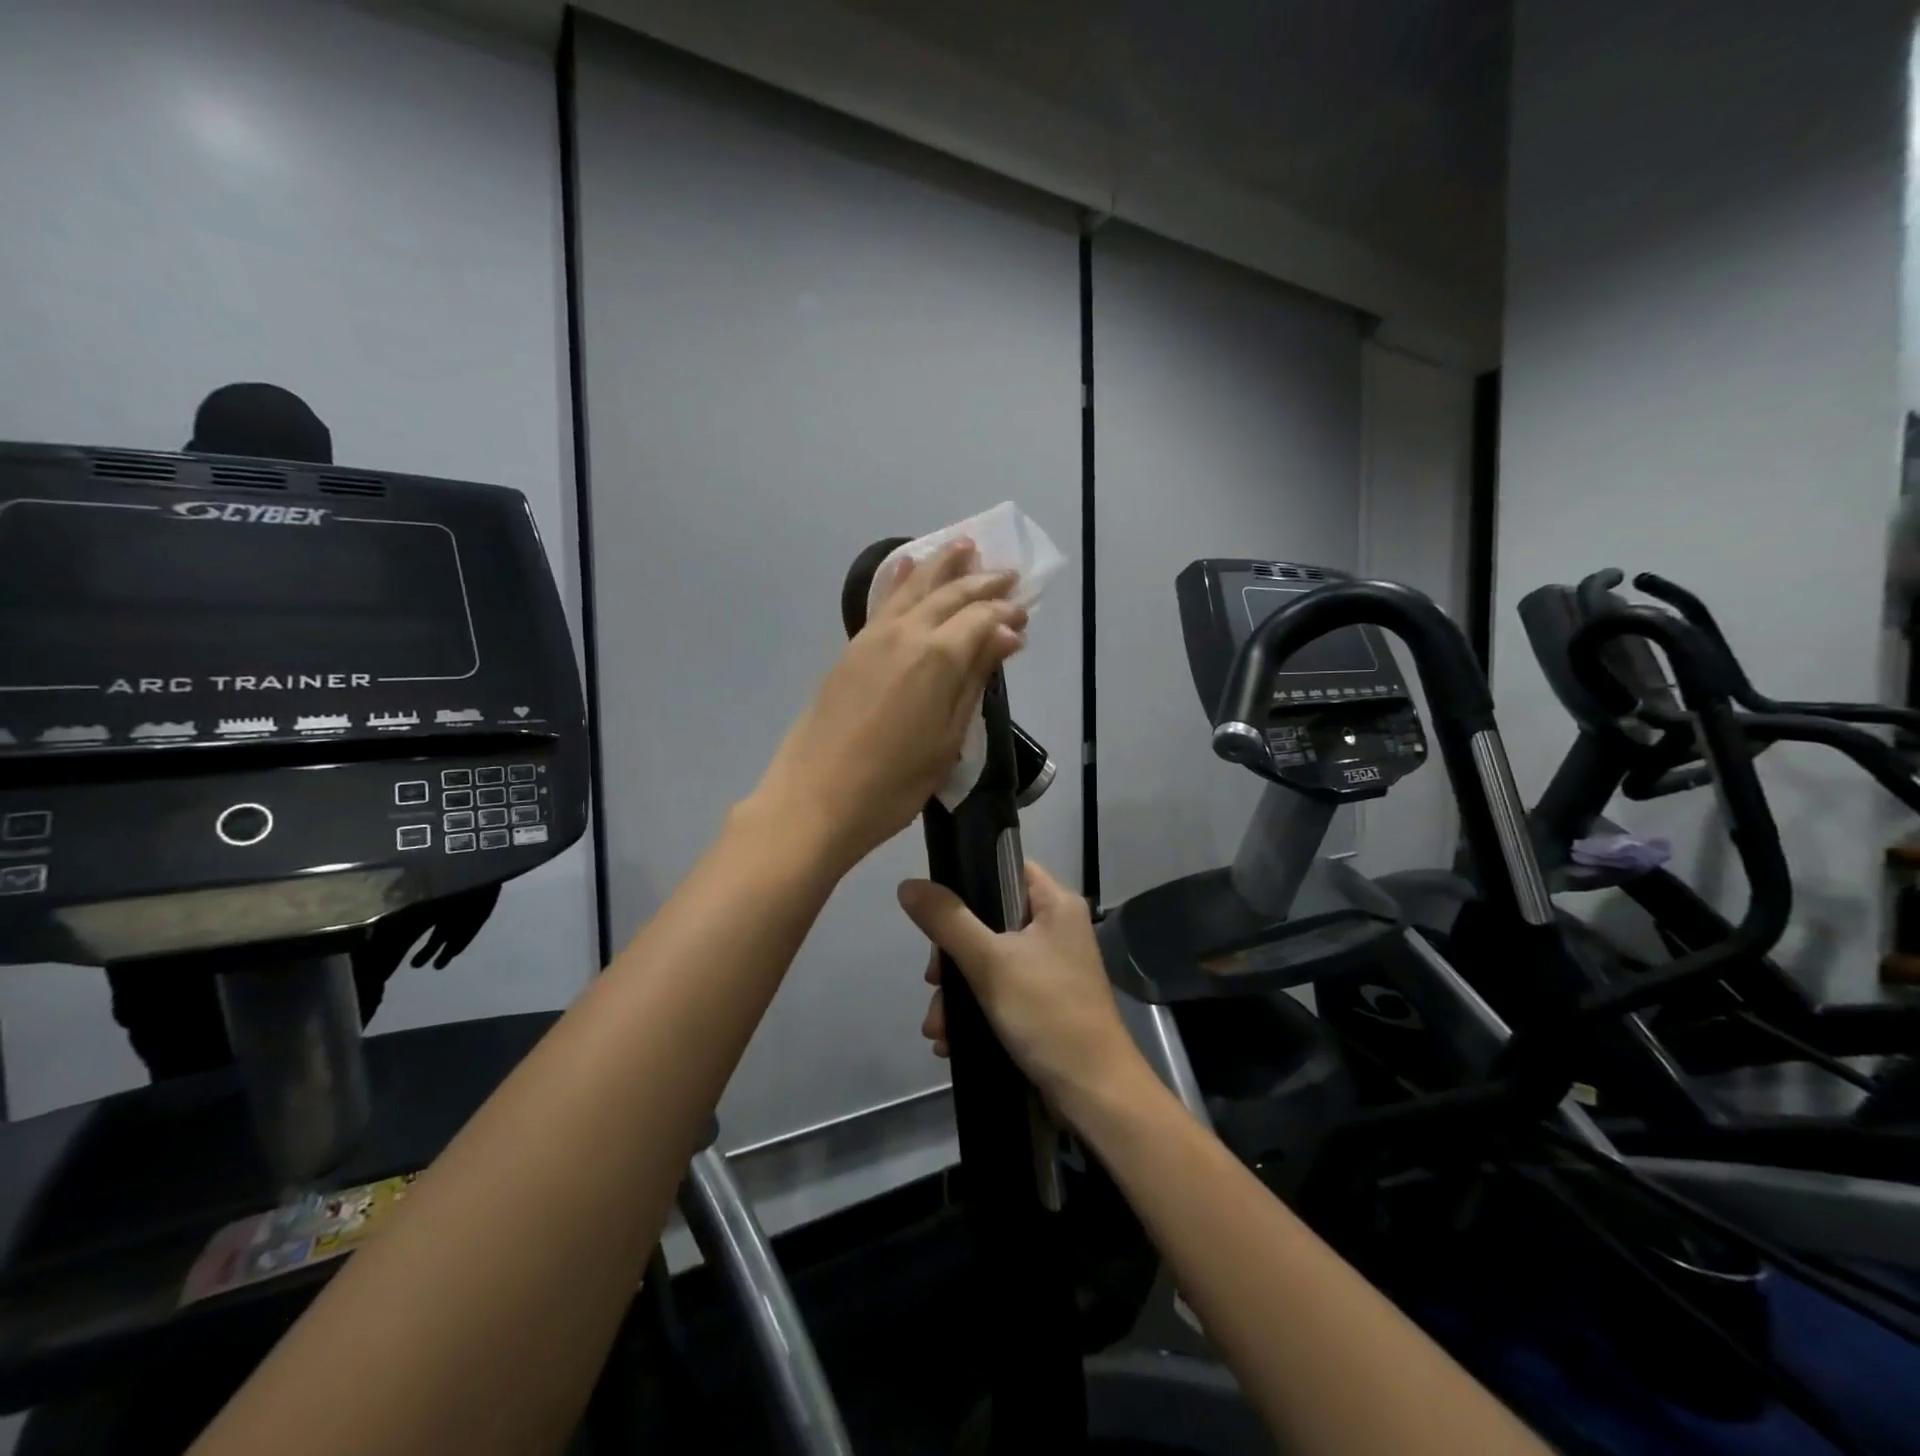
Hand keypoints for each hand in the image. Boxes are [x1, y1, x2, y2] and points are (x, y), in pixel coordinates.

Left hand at [752, 540, 1027, 870]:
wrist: (815, 799)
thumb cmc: (894, 783)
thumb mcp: (948, 738)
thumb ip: (975, 680)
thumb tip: (1007, 635)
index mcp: (938, 657)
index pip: (981, 618)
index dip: (1006, 612)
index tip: (1025, 612)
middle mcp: (907, 632)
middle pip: (950, 594)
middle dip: (982, 581)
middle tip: (1007, 573)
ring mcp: (873, 637)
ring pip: (913, 587)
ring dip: (941, 564)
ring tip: (963, 545)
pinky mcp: (851, 649)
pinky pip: (883, 601)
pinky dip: (900, 578)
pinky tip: (907, 564)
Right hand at [899, 860, 1148, 1123]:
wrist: (1094, 1094)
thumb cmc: (1048, 1014)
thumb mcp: (990, 963)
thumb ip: (948, 921)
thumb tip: (908, 885)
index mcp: (1055, 904)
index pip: (1005, 866)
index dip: (968, 879)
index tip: (935, 909)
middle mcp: (1055, 928)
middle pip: (988, 918)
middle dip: (952, 956)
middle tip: (933, 981)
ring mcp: (1049, 967)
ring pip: (988, 960)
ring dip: (957, 992)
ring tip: (937, 1028)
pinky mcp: (1042, 1002)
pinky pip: (998, 991)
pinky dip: (973, 1010)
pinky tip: (950, 1041)